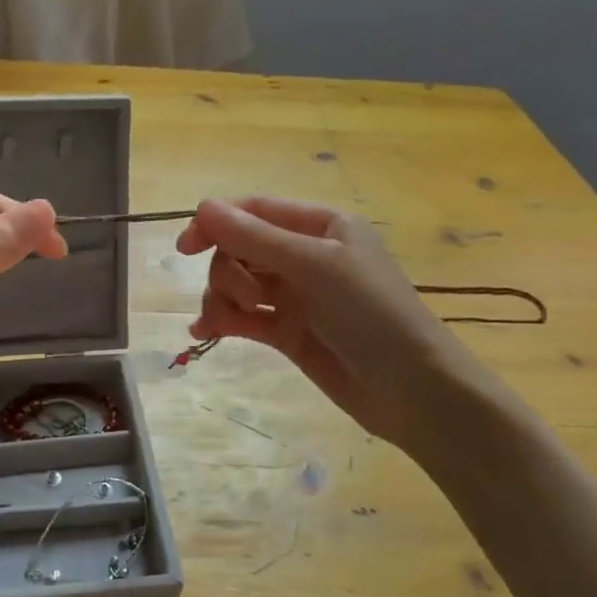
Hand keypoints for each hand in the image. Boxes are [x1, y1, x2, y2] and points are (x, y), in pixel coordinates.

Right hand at [176, 198, 492, 450]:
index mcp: (320, 226)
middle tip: (248, 299)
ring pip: (236, 284)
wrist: (411, 389)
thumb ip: (255, 238)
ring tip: (226, 323)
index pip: (254, 211)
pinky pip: (243, 317)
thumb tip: (202, 207)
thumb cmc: (371, 313)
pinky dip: (222, 321)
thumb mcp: (314, 266)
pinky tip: (205, 334)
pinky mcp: (287, 332)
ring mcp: (295, 296)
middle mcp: (305, 255)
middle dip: (228, 272)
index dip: (216, 224)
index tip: (184, 249)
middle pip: (240, 249)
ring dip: (222, 299)